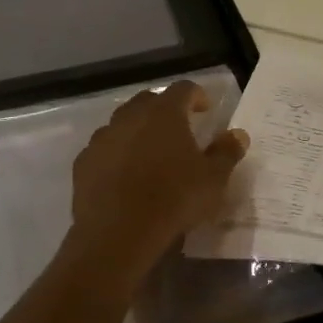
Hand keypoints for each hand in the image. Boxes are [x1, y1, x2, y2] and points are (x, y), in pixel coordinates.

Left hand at [67, 82, 248, 275]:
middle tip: (178, 129)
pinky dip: (116, 154)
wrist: (118, 233)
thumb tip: (238, 134)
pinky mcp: (84, 162)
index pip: (183, 89)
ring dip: (137, 131)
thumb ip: (227, 152)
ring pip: (122, 123)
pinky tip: (124, 175)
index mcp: (165, 113)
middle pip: (149, 101)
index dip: (197, 96)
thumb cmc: (174, 199)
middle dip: (164, 110)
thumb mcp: (213, 179)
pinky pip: (104, 149)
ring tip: (149, 153)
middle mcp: (130, 116)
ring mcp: (103, 138)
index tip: (205, 109)